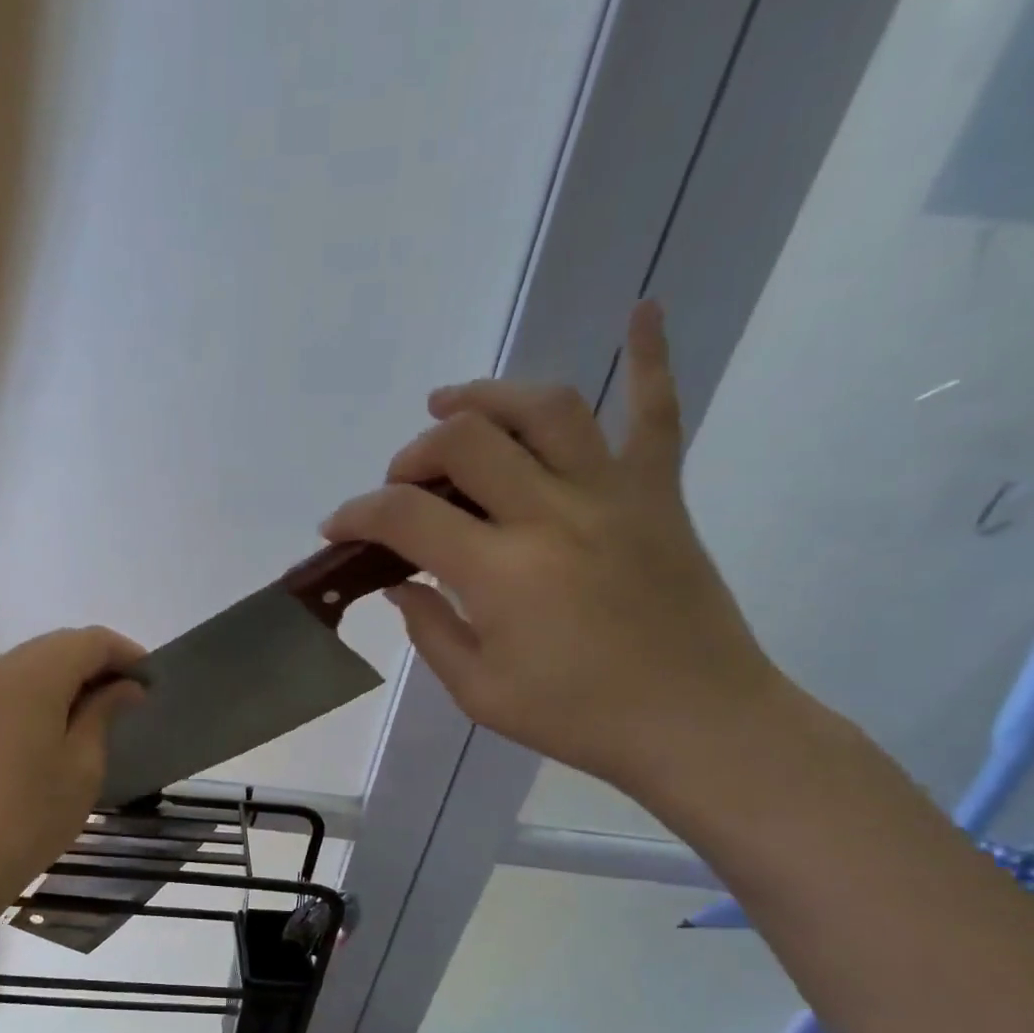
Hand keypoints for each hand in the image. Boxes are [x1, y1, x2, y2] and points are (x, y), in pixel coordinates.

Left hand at [0, 627, 145, 909]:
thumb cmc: (32, 814)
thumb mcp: (83, 764)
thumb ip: (104, 712)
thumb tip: (126, 687)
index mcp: (31, 677)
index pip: (89, 641)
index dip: (126, 654)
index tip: (151, 682)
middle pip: (58, 645)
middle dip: (98, 661)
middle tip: (130, 695)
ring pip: (33, 662)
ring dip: (70, 675)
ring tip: (100, 709)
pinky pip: (11, 684)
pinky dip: (42, 690)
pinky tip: (60, 721)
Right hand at [321, 301, 784, 793]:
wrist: (697, 723)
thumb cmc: (578, 718)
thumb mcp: (479, 692)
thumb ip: (429, 630)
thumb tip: (400, 583)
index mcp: (500, 572)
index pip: (405, 515)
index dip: (356, 513)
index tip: (336, 527)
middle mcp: (551, 514)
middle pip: (465, 442)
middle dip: (413, 454)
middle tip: (401, 484)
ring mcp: (611, 494)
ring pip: (544, 409)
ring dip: (486, 397)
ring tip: (452, 404)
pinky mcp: (658, 494)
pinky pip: (656, 411)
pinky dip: (651, 356)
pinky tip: (642, 309)